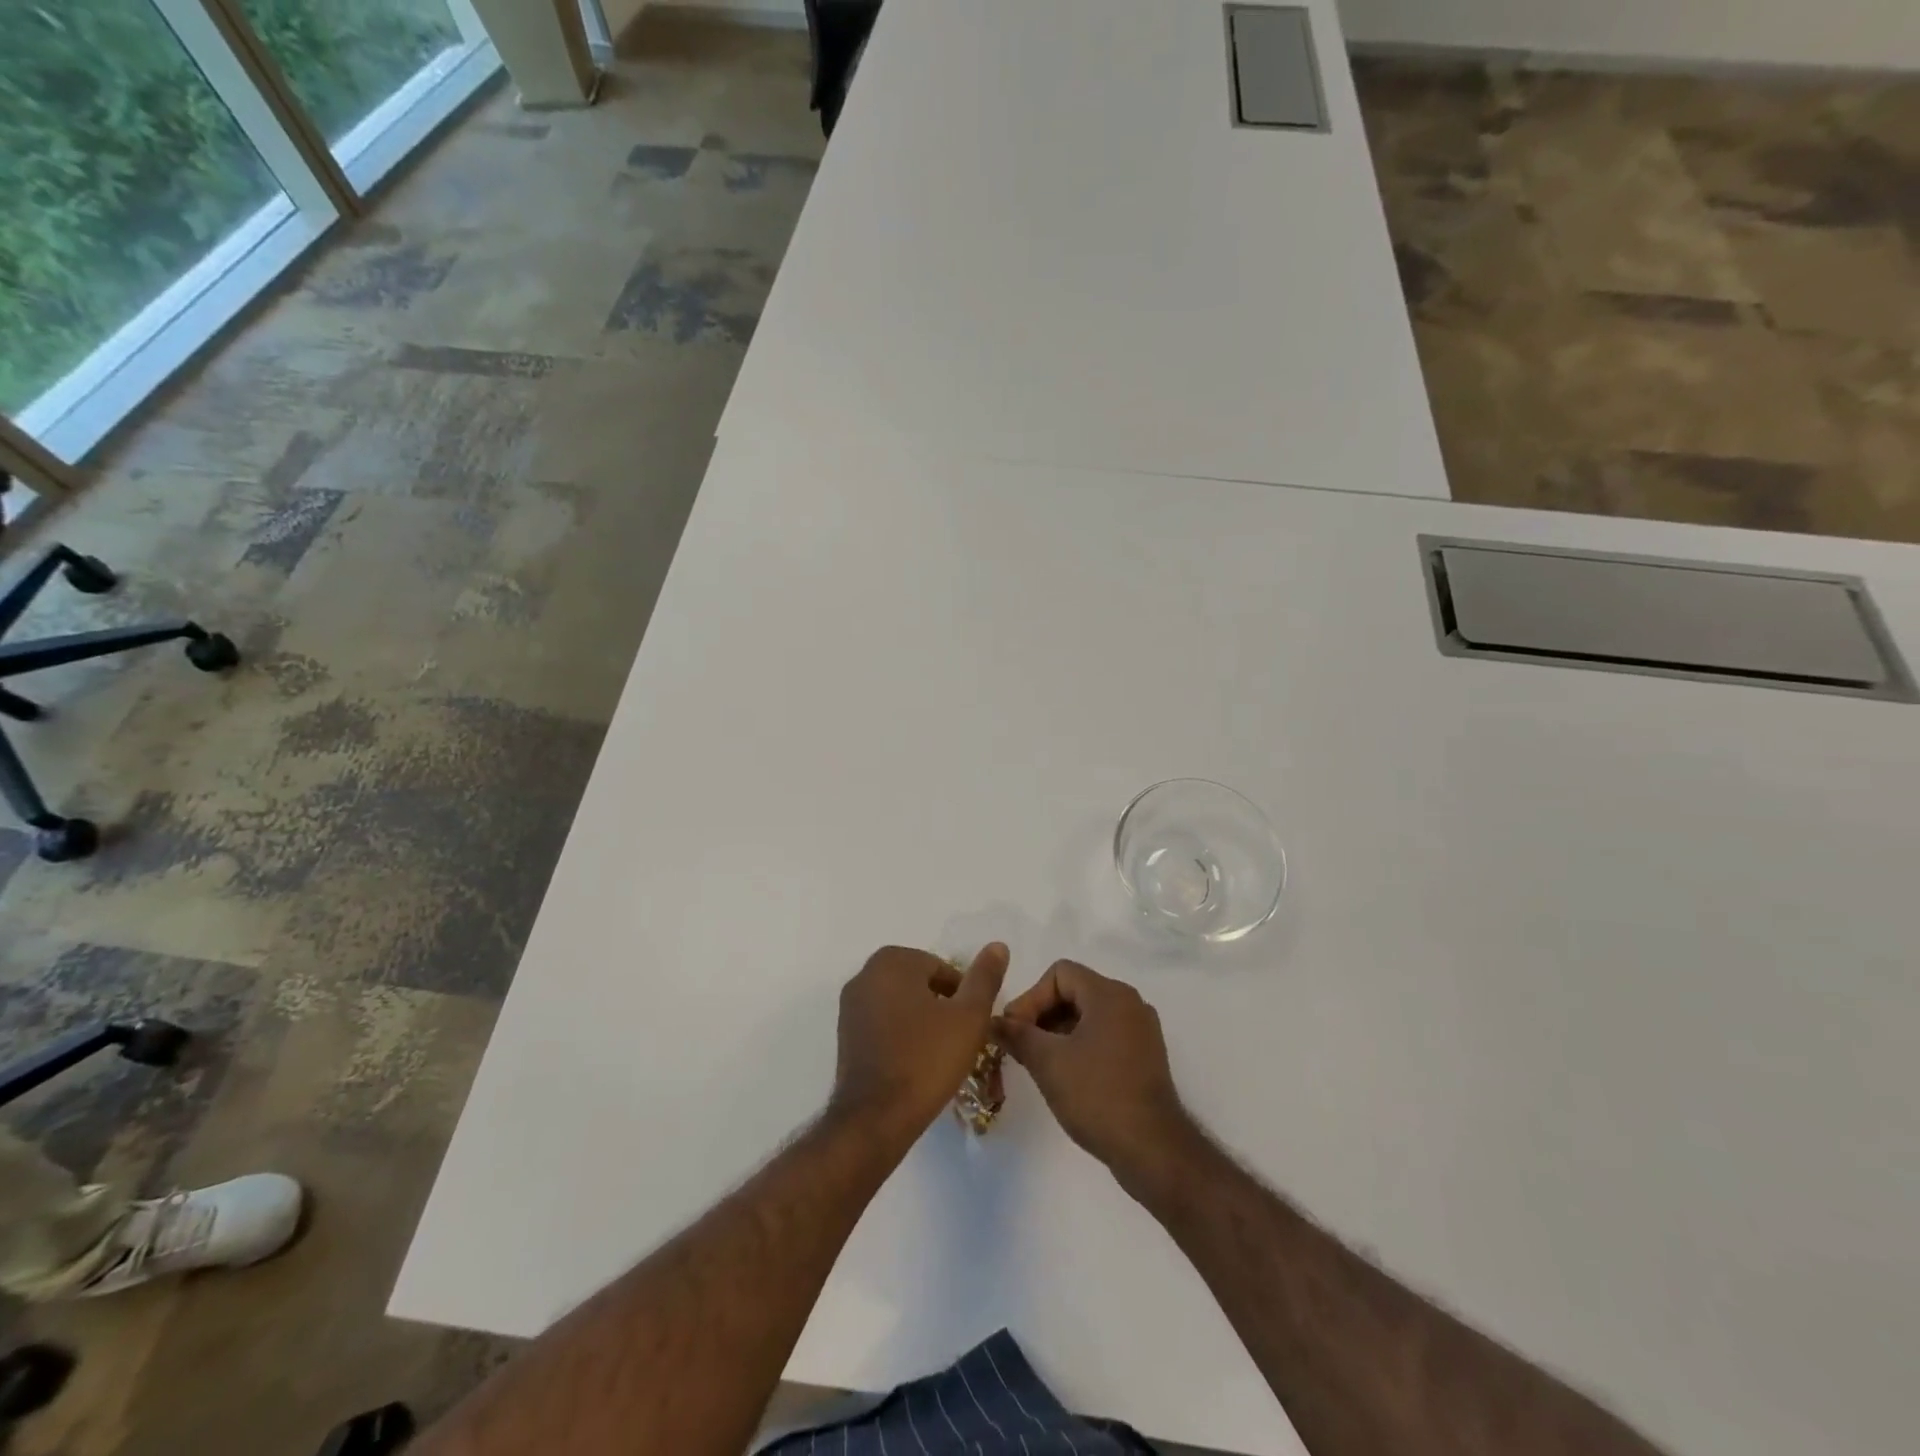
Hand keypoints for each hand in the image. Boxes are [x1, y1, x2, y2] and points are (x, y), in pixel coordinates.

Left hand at [830, 944, 1008, 1143]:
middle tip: (959, 1039)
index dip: (962, 996)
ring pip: (900, 1003)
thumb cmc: (927, 1060)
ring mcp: (850, 1005)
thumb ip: (985, 978)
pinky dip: (901, 1035)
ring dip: (922, 1020)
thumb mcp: (969, 1016)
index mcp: (892, 961)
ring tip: (940, 1053)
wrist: (876, 1118)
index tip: (972, 1025)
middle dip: (941, 1006)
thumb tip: (998, 945)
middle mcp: (865, 975)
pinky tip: (915, 1063)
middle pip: (919, 983)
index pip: (941, 968)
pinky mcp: (844, 1034)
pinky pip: (882, 1023)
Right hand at [997, 959, 1195, 1191]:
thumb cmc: (1097, 1095)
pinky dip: (1080, 1045)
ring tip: (1038, 1062)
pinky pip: (1105, 1035)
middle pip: (1075, 991)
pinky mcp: (1145, 1057)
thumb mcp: (1048, 1062)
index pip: (1060, 973)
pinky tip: (1065, 1075)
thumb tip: (994, 1022)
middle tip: (1020, 1046)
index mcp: (1110, 994)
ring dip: (1059, 1032)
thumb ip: (1017, 1035)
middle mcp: (1130, 1003)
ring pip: (1089, 1015)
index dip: (1031, 997)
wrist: (1153, 1149)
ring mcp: (1141, 1031)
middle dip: (1042, 1015)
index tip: (1015, 1029)